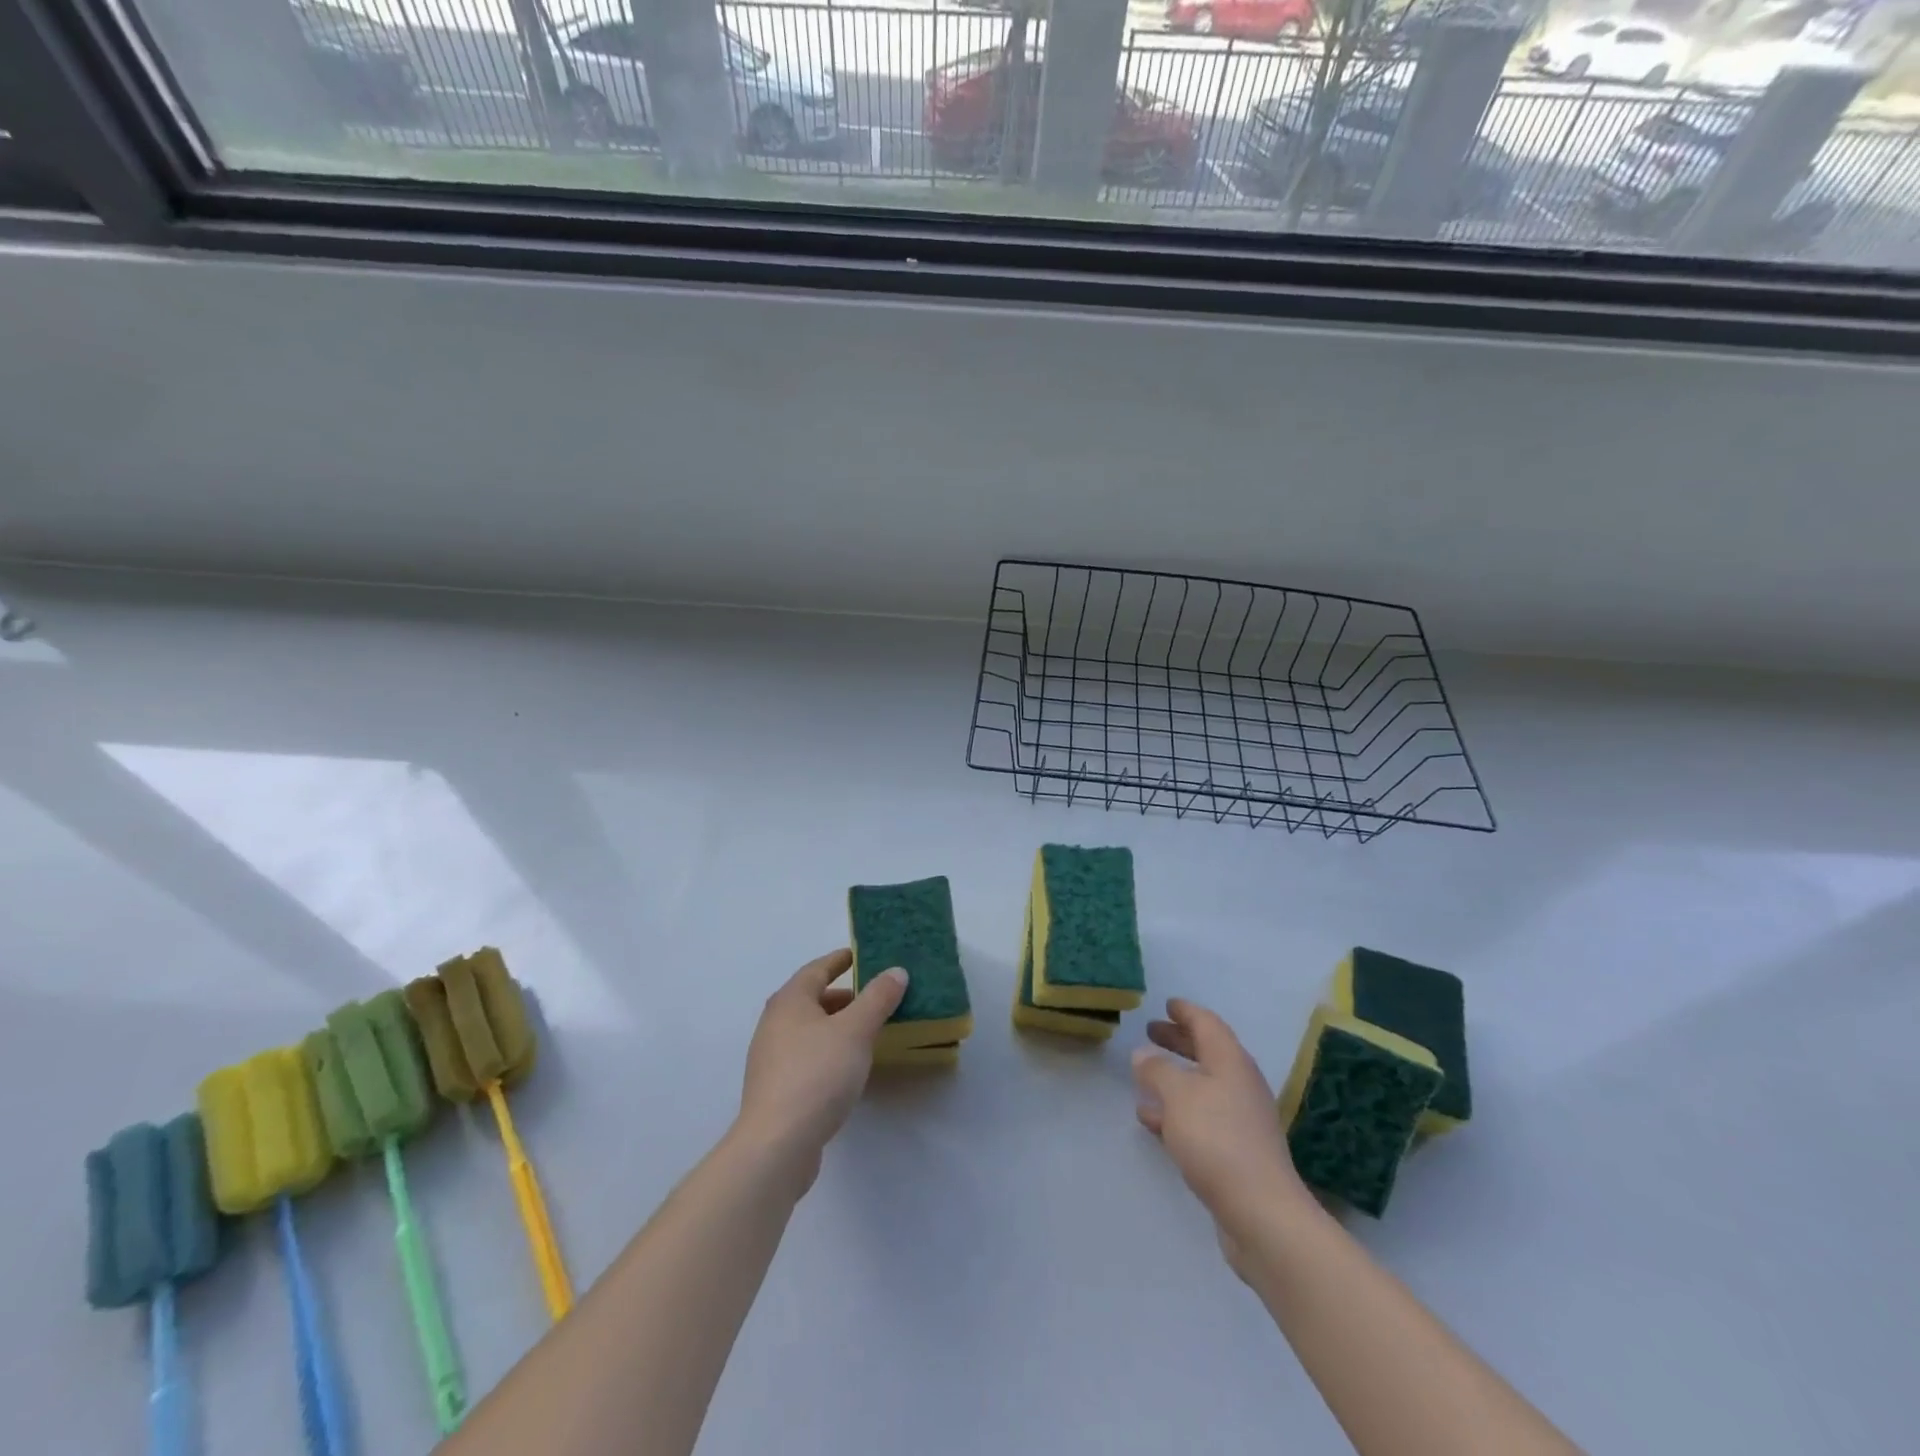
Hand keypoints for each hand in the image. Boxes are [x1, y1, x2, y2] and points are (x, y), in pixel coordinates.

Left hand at [737, 949, 907, 1195]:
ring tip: (868, 1031)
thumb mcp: (856, 1030)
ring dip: (837, 1026)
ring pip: (809, 1030)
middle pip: (812, 999)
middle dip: (843, 996)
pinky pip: (807, 1056)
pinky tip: (848, 1067)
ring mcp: (771, 1058)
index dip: (840, 960)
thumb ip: (877, 998)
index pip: (817, 969)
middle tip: (874, 997)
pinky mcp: (776, 1088)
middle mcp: (774, 1023)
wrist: (777, 1144)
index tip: (860, 955)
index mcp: (790, 1001)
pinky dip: (828, 1051)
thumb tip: (896, 971)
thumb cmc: (817, 1074)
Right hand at [1132, 998, 1316, 1276]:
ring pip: (1202, 1086)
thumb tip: (1144, 1053)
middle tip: (1151, 1031)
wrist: (1261, 1213)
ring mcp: (1240, 1119)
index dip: (1186, 1012)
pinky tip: (1152, 1120)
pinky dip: (1177, 1110)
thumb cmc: (1217, 1139)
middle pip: (1207, 1052)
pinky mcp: (1235, 1150)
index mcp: (1230, 1061)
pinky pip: (1201, 1117)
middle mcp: (1239, 1084)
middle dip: (1179, 1041)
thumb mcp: (1177, 1095)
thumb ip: (1157, 1069)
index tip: (1167, 1004)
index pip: (1207, 1024)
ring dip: (1174, 1078)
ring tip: (1144, 1076)